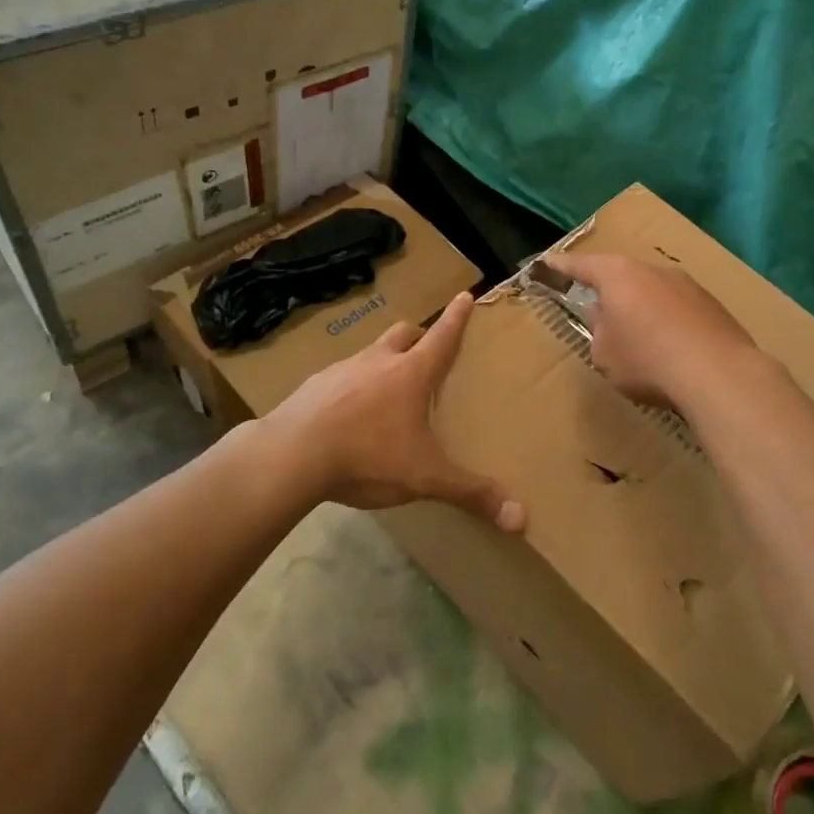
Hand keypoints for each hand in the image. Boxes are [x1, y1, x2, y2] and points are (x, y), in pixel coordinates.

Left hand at [255, 292, 525, 531]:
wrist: (291, 455)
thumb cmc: (368, 456)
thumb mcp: (425, 478)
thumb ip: (471, 493)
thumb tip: (521, 518)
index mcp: (411, 374)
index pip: (442, 337)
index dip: (456, 318)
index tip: (464, 295)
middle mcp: (377, 362)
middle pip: (402, 333)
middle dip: (417, 336)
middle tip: (424, 351)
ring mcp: (341, 371)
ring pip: (369, 354)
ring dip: (381, 363)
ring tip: (384, 391)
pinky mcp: (312, 387)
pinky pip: (339, 379)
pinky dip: (349, 388)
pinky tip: (345, 417)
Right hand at [544, 252, 765, 411]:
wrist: (718, 374)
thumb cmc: (646, 360)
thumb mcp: (605, 353)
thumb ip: (599, 330)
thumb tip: (606, 318)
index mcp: (618, 275)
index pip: (581, 265)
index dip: (561, 266)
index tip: (547, 262)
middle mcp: (653, 270)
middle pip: (622, 276)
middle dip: (609, 292)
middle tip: (597, 311)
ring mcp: (688, 285)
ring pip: (653, 293)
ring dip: (642, 309)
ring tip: (638, 338)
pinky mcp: (713, 306)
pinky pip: (678, 310)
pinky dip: (668, 324)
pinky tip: (671, 350)